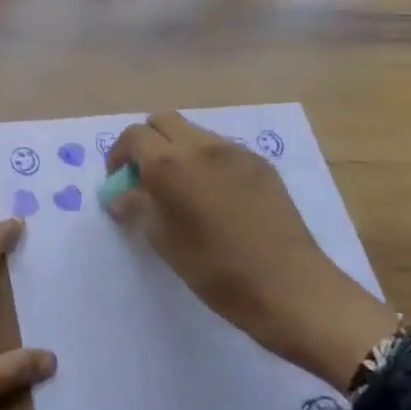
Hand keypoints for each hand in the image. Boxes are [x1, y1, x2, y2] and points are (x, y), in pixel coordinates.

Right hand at [106, 113, 396, 389]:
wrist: (291, 288)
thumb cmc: (217, 272)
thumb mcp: (164, 243)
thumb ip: (138, 208)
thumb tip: (120, 194)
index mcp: (171, 164)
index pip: (134, 136)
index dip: (119, 155)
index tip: (119, 181)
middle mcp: (203, 146)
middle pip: (163, 122)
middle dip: (147, 143)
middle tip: (145, 178)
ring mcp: (236, 152)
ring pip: (194, 133)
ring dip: (177, 150)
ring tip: (181, 190)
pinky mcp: (261, 165)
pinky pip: (221, 149)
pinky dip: (205, 161)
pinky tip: (214, 197)